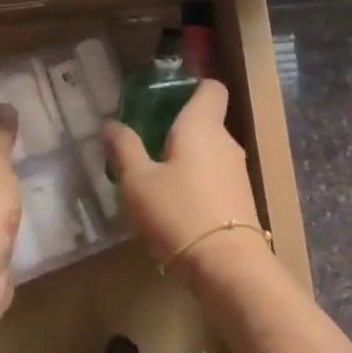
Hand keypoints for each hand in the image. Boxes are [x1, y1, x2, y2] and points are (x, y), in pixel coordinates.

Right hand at [103, 81, 263, 278]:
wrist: (226, 265)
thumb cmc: (178, 212)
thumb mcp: (137, 181)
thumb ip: (124, 149)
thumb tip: (111, 124)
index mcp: (202, 125)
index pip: (210, 87)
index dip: (190, 87)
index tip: (163, 100)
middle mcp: (226, 141)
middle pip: (205, 121)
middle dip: (176, 129)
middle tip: (143, 144)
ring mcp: (238, 171)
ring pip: (208, 152)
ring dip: (184, 159)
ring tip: (153, 179)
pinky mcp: (240, 199)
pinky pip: (214, 177)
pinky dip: (195, 182)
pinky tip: (173, 205)